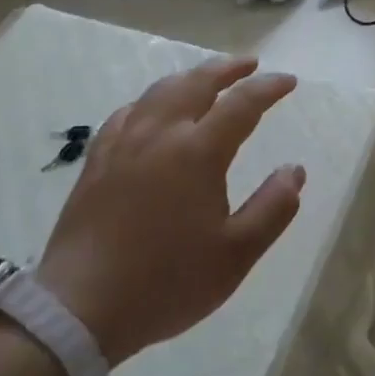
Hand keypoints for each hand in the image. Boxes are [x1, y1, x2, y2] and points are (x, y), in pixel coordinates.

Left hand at [37, 57, 304, 363]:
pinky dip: (151, 101)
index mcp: (198, 152)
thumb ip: (273, 208)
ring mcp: (124, 145)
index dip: (269, 87)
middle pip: (197, 82)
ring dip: (191, 77)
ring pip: (160, 91)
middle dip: (228, 68)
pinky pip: (128, 113)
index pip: (242, 103)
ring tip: (207, 79)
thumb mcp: (236, 254)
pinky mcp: (97, 162)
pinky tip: (152, 111)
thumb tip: (295, 170)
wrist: (79, 311)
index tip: (289, 82)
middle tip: (250, 64)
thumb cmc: (167, 282)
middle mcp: (161, 135)